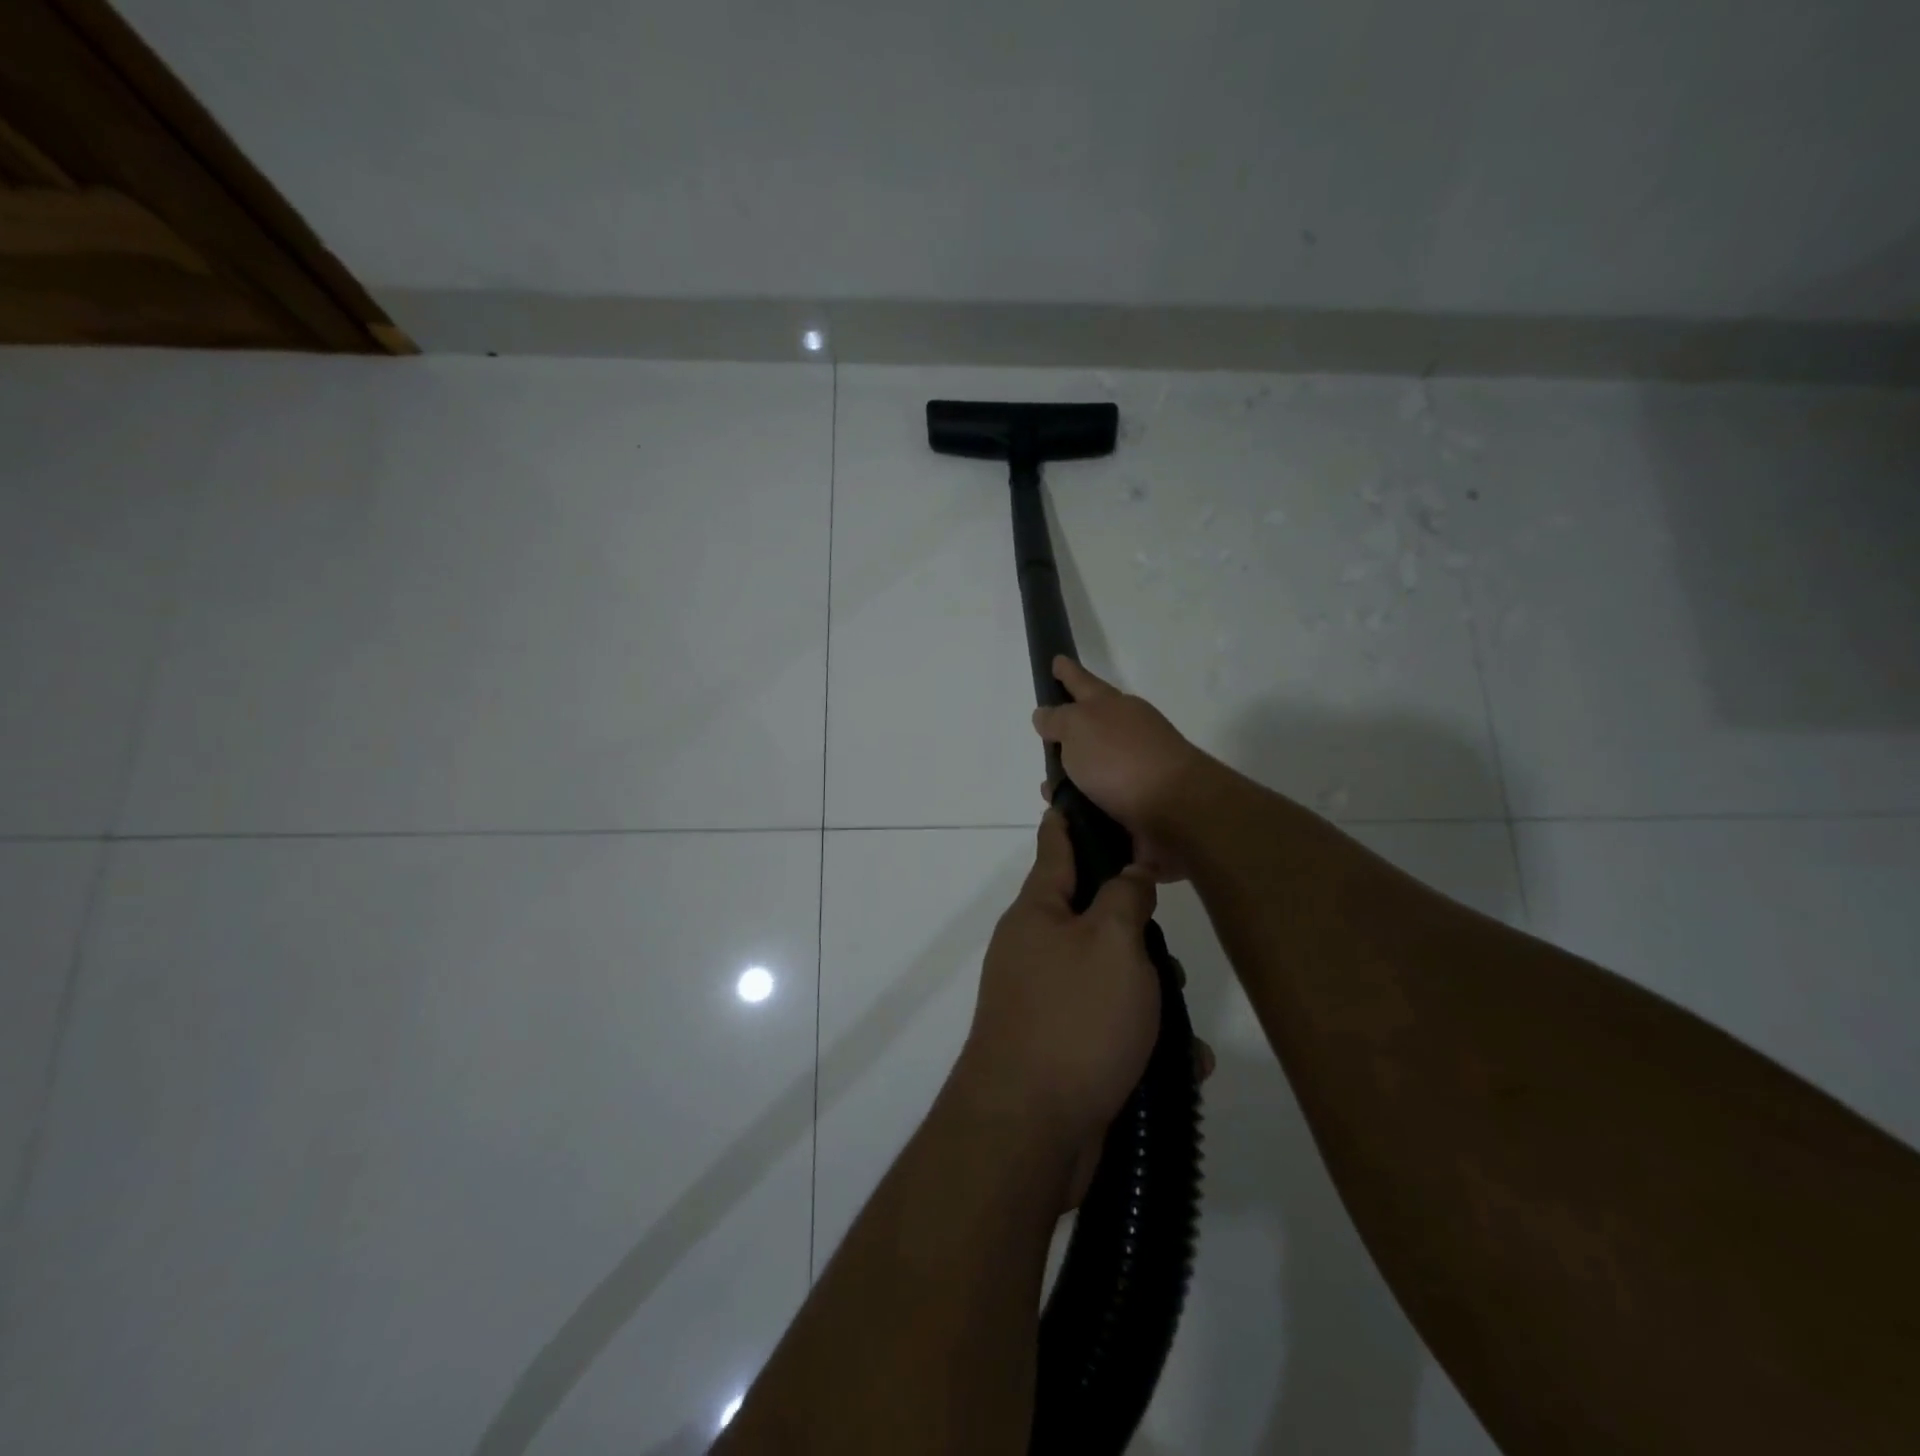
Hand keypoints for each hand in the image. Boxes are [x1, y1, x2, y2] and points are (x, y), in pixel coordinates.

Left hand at [953, 810, 1160, 1159]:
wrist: (1029, 1130)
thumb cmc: (1074, 1019)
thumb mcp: (1112, 943)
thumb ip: (1125, 899)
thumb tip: (1129, 872)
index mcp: (1038, 912)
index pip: (1056, 845)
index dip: (1071, 818)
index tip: (1084, 795)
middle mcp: (1034, 949)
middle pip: (1093, 917)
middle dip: (1138, 933)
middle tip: (1170, 955)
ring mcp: (1044, 1001)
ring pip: (1109, 977)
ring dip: (1150, 996)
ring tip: (1182, 1026)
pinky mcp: (1060, 1049)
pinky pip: (1110, 1029)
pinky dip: (1144, 1042)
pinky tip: (1181, 1066)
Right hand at [1032, 657, 1211, 880]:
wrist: (1176, 810)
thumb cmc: (1121, 759)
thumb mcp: (1078, 728)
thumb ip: (1058, 720)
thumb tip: (1045, 714)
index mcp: (1112, 707)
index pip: (1083, 683)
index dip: (1067, 673)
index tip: (1057, 660)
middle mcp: (1126, 733)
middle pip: (1091, 726)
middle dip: (1067, 732)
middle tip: (1044, 737)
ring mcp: (1134, 769)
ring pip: (1092, 768)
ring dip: (1070, 778)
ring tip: (1048, 790)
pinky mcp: (1137, 805)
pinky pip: (1098, 800)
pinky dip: (1081, 805)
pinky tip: (1065, 815)